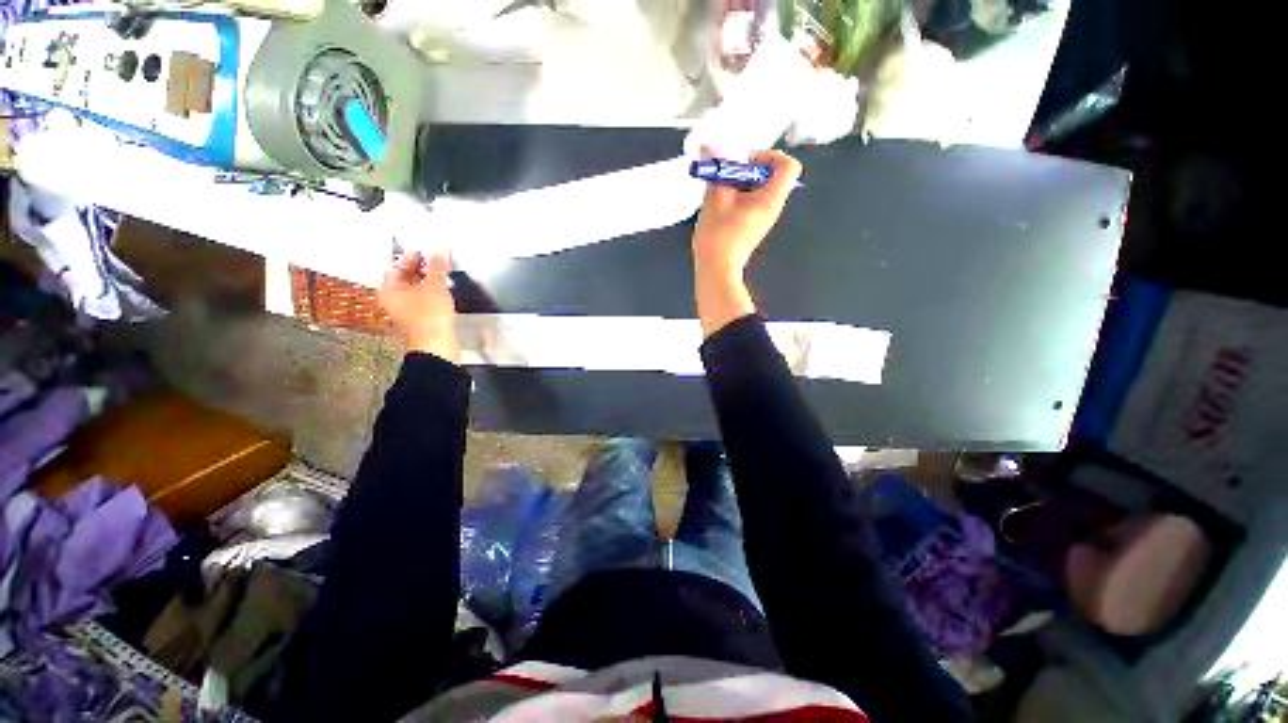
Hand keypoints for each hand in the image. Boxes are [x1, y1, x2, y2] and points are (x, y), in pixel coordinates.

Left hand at [378, 252, 460, 363]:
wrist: (437, 344)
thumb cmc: (428, 318)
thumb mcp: (435, 285)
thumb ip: (438, 266)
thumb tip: (440, 250)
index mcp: (389, 289)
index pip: (397, 266)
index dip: (412, 257)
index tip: (425, 252)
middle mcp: (394, 300)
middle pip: (406, 278)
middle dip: (421, 269)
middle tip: (435, 261)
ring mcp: (407, 311)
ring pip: (416, 290)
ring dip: (428, 282)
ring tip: (442, 275)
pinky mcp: (420, 319)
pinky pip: (424, 301)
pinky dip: (432, 294)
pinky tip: (443, 293)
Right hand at [691, 150, 801, 335]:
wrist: (716, 269)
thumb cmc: (719, 236)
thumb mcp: (716, 198)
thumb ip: (716, 170)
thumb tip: (710, 148)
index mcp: (770, 198)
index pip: (788, 166)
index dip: (769, 156)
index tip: (746, 161)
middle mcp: (771, 207)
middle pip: (769, 176)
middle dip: (745, 170)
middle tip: (725, 176)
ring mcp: (761, 219)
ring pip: (755, 190)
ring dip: (736, 185)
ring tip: (718, 193)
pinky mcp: (750, 227)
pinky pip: (748, 204)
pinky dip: (734, 199)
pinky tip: (717, 206)